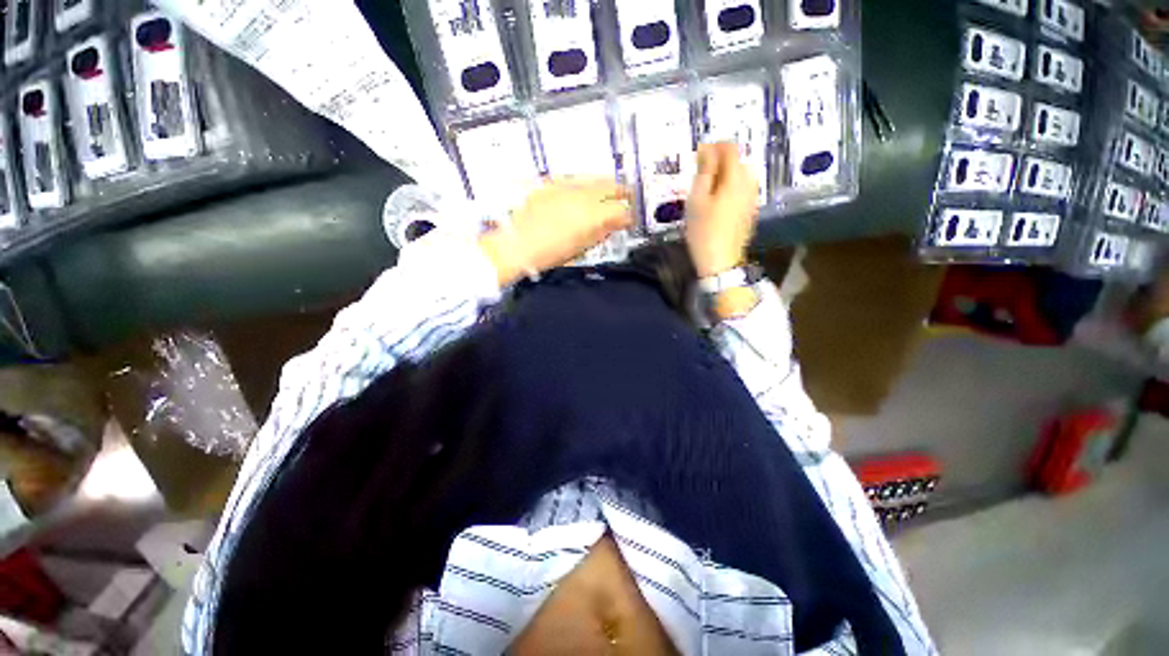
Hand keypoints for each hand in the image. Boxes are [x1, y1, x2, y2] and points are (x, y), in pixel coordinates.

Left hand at [480, 178, 632, 285]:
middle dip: (624, 193)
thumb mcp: (580, 247)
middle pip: (612, 186)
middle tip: (629, 199)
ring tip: (610, 193)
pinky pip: (576, 178)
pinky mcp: (551, 182)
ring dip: (606, 185)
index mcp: (592, 216)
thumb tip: (615, 223)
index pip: (622, 211)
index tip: (631, 220)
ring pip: (595, 179)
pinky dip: (585, 185)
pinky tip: (584, 191)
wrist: (515, 243)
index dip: (630, 216)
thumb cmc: (549, 253)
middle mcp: (583, 194)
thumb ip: (601, 232)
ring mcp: (566, 184)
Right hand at [685, 143, 759, 278]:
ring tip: (707, 187)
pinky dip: (730, 187)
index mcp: (735, 179)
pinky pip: (742, 189)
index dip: (714, 147)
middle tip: (700, 174)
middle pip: (738, 161)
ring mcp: (751, 198)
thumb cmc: (703, 231)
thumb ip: (704, 172)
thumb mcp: (697, 200)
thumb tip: (707, 149)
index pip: (730, 149)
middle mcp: (748, 184)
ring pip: (741, 175)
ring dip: (725, 174)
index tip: (699, 155)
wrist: (720, 261)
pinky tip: (717, 201)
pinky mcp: (749, 211)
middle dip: (720, 161)